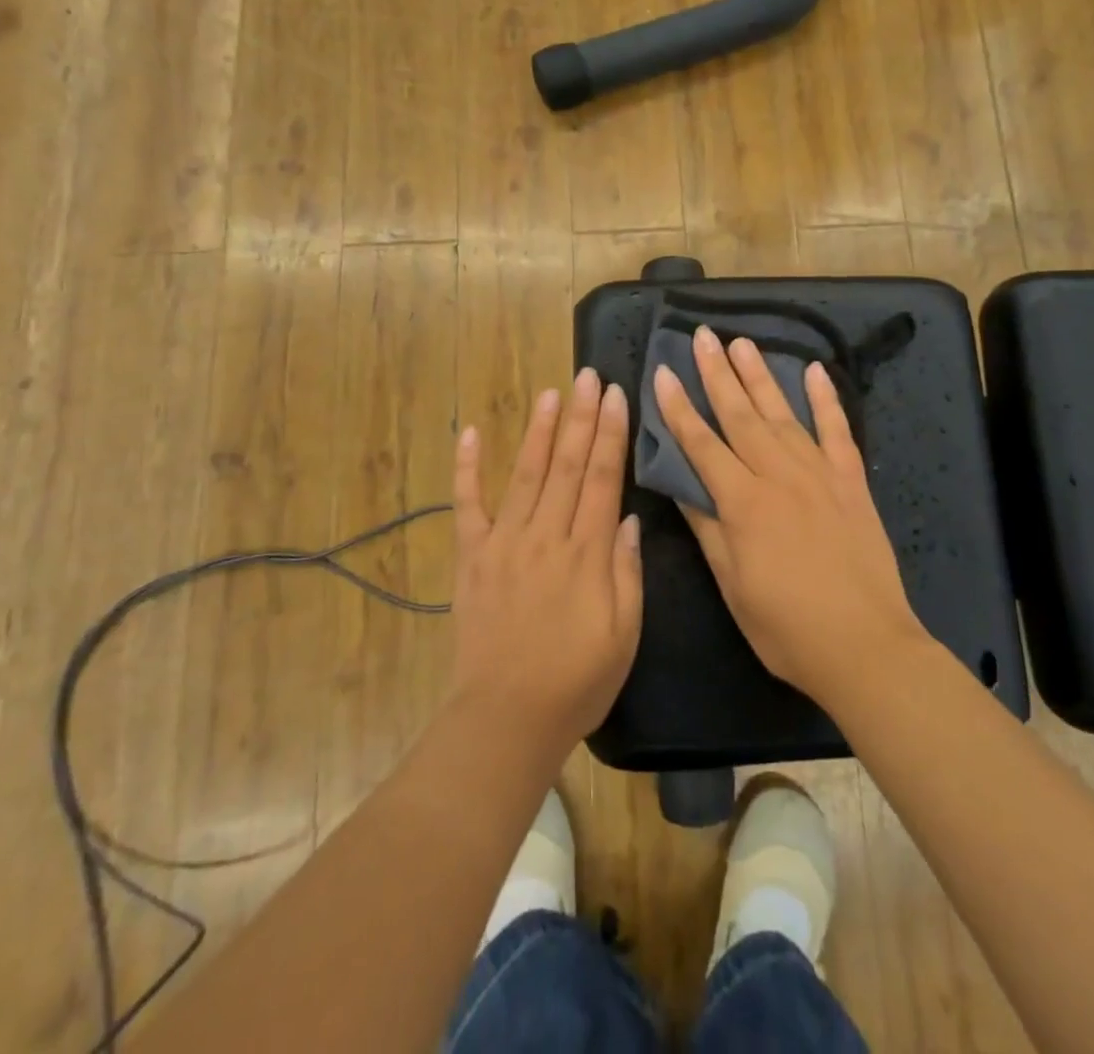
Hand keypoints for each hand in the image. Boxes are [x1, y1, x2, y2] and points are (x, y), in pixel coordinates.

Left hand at [450, 368, 642, 758]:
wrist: (507, 718)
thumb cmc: (577, 680)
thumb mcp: (625, 633)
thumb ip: (626, 570)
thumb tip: (625, 516)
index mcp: (585, 553)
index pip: (601, 478)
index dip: (610, 434)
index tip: (616, 396)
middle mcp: (544, 536)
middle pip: (565, 465)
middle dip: (580, 417)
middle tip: (588, 375)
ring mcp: (503, 543)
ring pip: (524, 473)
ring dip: (538, 430)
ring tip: (551, 392)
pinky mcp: (473, 558)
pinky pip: (467, 505)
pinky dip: (467, 468)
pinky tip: (470, 433)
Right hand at [654, 327, 929, 708]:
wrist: (866, 646)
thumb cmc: (787, 627)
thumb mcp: (732, 585)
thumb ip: (708, 529)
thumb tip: (682, 484)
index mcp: (744, 503)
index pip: (701, 444)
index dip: (679, 408)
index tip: (663, 372)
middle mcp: (779, 476)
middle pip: (741, 416)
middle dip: (717, 373)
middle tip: (702, 335)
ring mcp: (820, 474)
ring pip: (784, 414)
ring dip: (761, 376)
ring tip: (742, 343)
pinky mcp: (851, 482)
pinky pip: (838, 431)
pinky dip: (826, 400)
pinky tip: (814, 371)